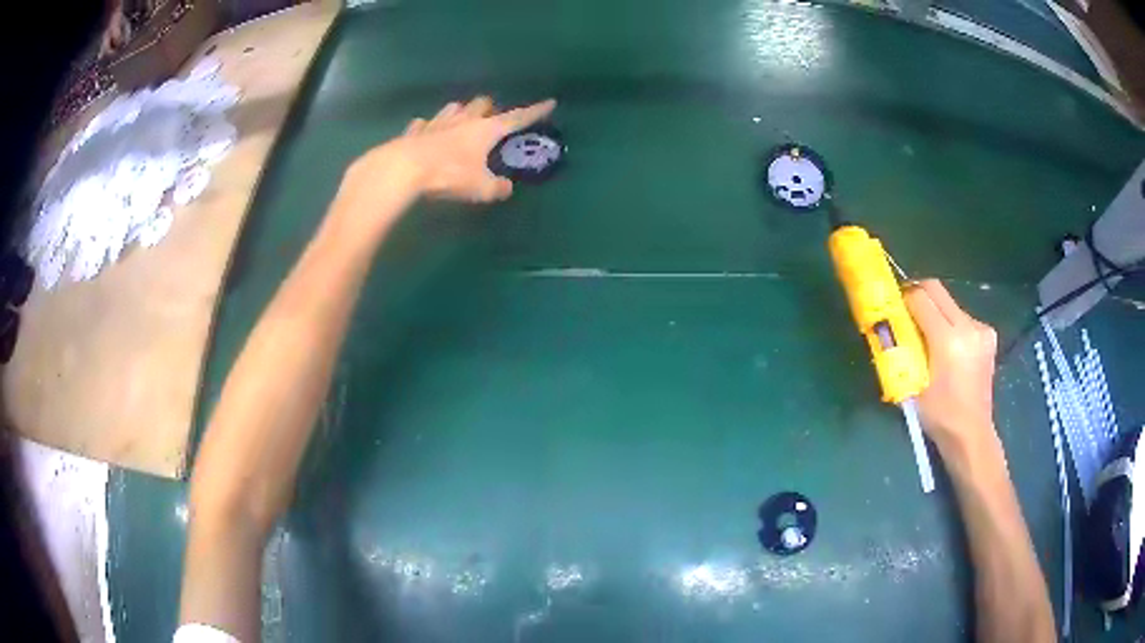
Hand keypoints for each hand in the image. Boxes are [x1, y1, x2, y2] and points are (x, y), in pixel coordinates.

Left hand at [349, 96, 556, 204]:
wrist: (404, 169)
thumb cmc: (449, 174)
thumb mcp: (480, 187)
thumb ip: (496, 187)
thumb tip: (506, 189)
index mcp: (485, 130)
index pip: (516, 118)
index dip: (534, 111)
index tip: (549, 103)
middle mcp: (463, 121)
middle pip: (481, 104)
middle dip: (489, 107)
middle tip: (492, 117)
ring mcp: (436, 124)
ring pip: (452, 109)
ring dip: (460, 112)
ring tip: (461, 118)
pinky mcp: (414, 133)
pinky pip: (423, 125)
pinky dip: (427, 127)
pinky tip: (425, 130)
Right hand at [904, 280, 998, 455]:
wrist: (971, 433)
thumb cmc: (939, 415)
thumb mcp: (913, 384)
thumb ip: (905, 350)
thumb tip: (892, 327)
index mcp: (948, 340)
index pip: (921, 298)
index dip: (904, 298)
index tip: (894, 307)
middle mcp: (968, 326)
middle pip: (937, 289)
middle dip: (918, 294)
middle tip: (906, 309)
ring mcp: (981, 329)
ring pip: (950, 303)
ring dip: (935, 310)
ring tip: (928, 334)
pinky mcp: (988, 334)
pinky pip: (963, 317)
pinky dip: (951, 323)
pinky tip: (949, 345)